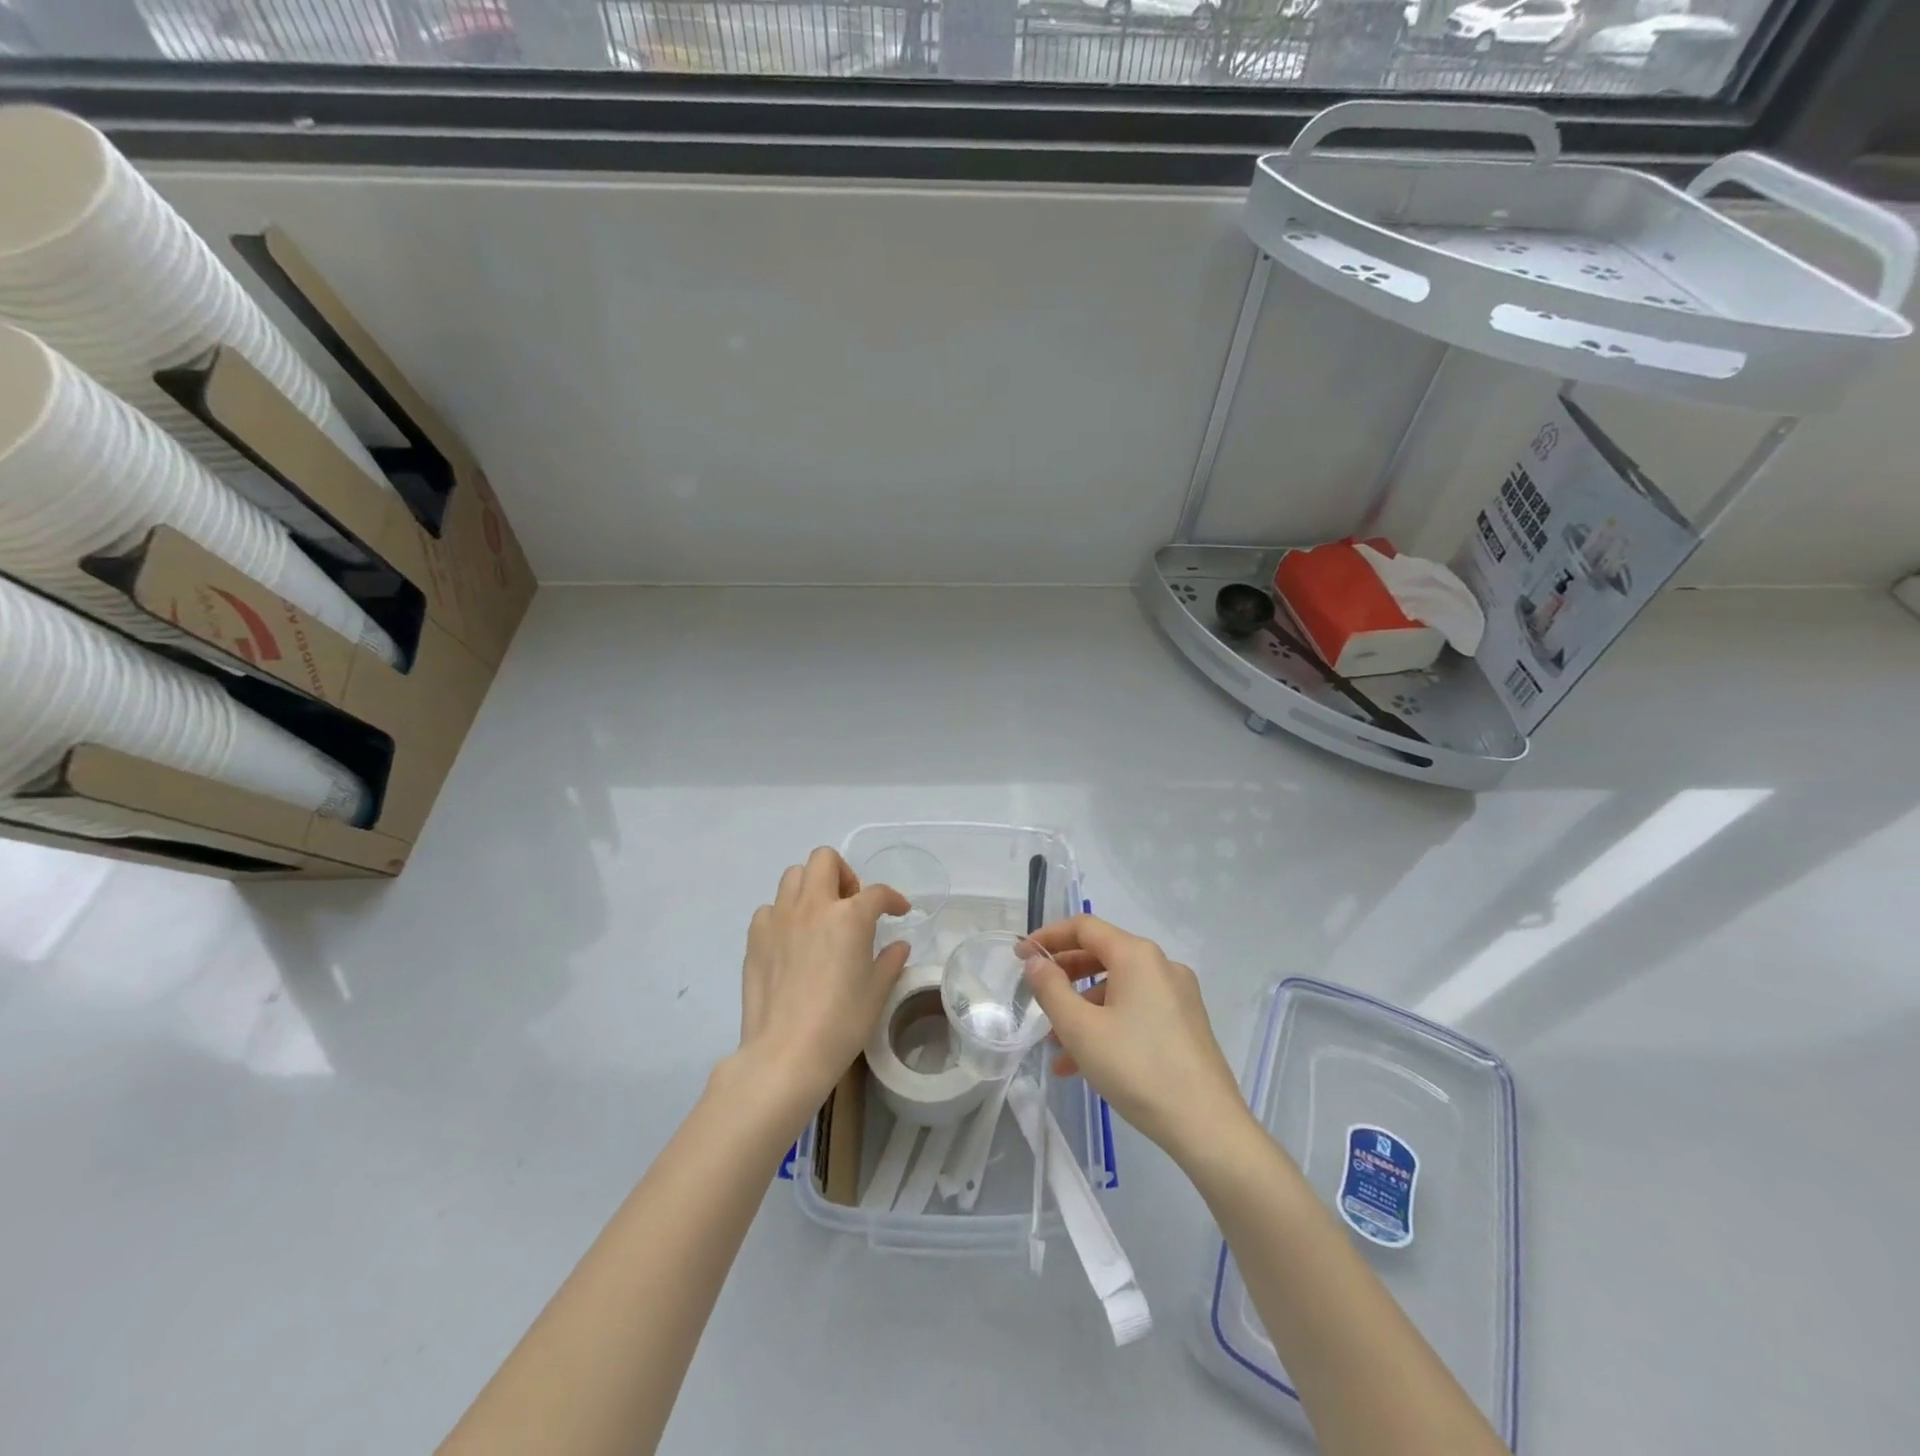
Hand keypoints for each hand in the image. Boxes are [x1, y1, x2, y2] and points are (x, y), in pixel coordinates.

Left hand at [735, 847, 910, 1115]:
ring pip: (793, 875)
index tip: (898, 911)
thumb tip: (897, 946)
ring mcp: (779, 918)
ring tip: (820, 916)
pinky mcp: (755, 937)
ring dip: (811, 887)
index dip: (893, 899)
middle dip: (843, 873)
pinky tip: (791, 940)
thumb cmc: (841, 1023)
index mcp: (850, 916)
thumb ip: (890, 961)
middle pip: (825, 859)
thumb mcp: (877, 992)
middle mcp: (813, 906)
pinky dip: (784, 915)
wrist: (786, 1053)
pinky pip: (770, 909)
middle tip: (851, 903)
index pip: (877, 893)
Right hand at [1024, 915, 1250, 1166]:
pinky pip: (1136, 1010)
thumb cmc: (1137, 1068)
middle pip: (1102, 955)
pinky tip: (1086, 1063)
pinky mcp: (1186, 1023)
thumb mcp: (1080, 1029)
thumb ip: (1051, 989)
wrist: (1207, 1126)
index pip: (1084, 927)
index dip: (1048, 937)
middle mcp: (1161, 965)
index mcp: (1137, 955)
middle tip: (1036, 997)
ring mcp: (1178, 995)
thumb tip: (1035, 962)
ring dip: (1082, 1008)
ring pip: (1118, 988)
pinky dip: (1107, 1024)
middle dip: (1064, 976)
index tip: (1020, 956)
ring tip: (1056, 1047)